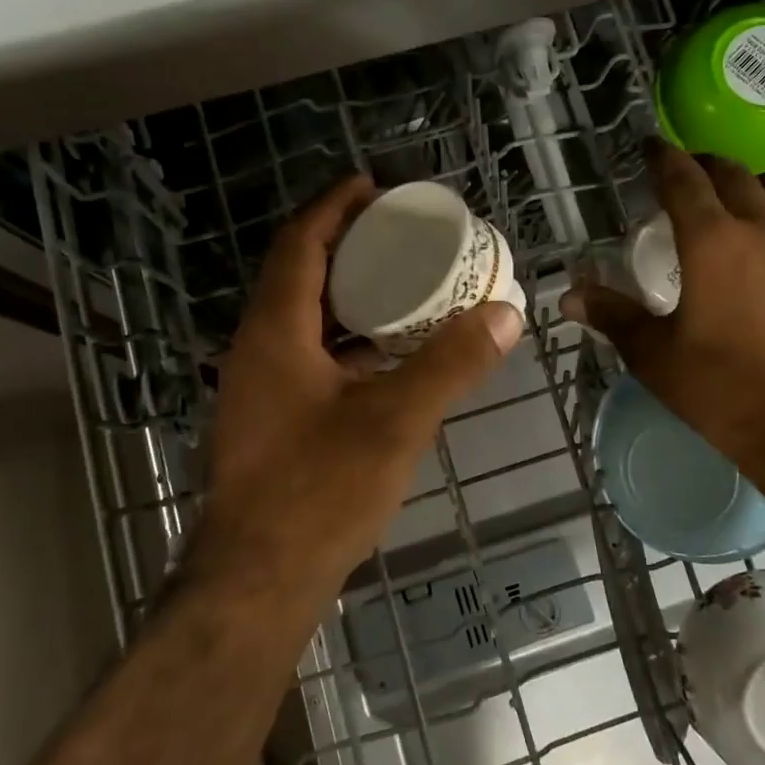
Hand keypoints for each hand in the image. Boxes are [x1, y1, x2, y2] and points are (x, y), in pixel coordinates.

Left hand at [191, 175, 524, 593]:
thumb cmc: (319, 491)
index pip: (300, 244)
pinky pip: (308, 354)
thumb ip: (451, 363)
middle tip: (399, 232)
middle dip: (345, 244)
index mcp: (275, 332)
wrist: (257, 581)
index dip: (333, 207)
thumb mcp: (396, 420)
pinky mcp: (271, 418)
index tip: (372, 183)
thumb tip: (506, 313)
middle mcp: (258, 349)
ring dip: (347, 293)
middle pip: (299, 274)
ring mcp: (259, 387)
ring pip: (303, 318)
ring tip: (400, 283)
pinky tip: (385, 353)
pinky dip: (346, 338)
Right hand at [561, 142, 764, 481]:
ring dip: (752, 180)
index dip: (663, 158)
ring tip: (737, 198)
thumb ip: (612, 315)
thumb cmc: (723, 391)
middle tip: (686, 172)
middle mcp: (763, 226)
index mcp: (712, 241)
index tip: (651, 146)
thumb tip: (568, 295)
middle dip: (704, 164)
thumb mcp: (655, 356)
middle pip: (732, 173)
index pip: (683, 180)